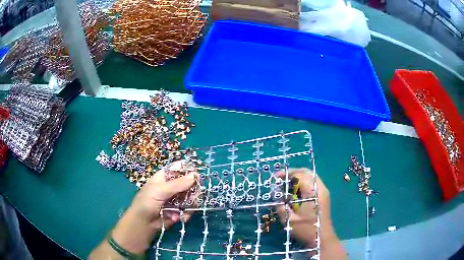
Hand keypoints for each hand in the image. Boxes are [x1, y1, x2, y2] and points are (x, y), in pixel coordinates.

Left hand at [111, 161, 197, 253]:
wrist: (143, 224)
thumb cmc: (147, 202)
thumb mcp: (160, 190)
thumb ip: (178, 184)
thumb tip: (195, 175)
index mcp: (164, 177)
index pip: (179, 168)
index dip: (189, 170)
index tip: (198, 176)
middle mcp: (171, 186)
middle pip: (188, 182)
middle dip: (193, 189)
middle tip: (194, 196)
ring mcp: (176, 199)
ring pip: (191, 196)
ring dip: (191, 203)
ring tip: (186, 209)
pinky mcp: (179, 210)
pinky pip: (189, 208)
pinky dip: (187, 213)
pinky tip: (181, 218)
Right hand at [275, 168, 346, 258]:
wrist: (322, 239)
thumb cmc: (306, 230)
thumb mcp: (289, 220)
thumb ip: (281, 205)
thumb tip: (275, 193)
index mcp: (312, 192)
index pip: (299, 175)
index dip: (286, 174)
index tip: (275, 177)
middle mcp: (320, 188)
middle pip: (307, 172)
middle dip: (293, 173)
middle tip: (281, 179)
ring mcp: (324, 191)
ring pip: (311, 176)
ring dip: (299, 177)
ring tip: (287, 185)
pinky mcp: (324, 196)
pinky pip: (314, 183)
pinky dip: (304, 182)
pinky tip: (296, 191)